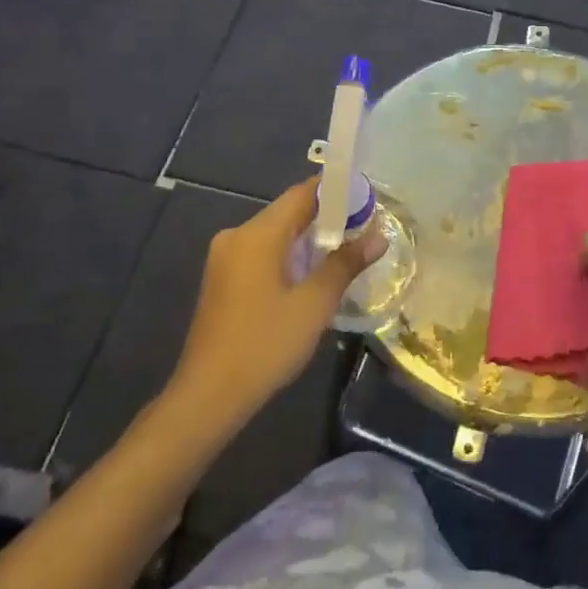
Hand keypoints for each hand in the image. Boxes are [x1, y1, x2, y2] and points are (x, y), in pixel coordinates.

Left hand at [169, 180, 383, 422]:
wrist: (209, 396)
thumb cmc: (265, 344)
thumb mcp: (314, 304)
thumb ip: (346, 263)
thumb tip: (378, 236)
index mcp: (257, 234)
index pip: (302, 194)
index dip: (337, 191)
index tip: (368, 198)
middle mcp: (237, 236)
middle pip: (289, 212)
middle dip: (327, 217)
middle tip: (365, 228)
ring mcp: (225, 259)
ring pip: (276, 235)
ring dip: (309, 239)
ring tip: (346, 252)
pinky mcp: (223, 280)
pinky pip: (263, 253)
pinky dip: (289, 256)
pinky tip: (312, 276)